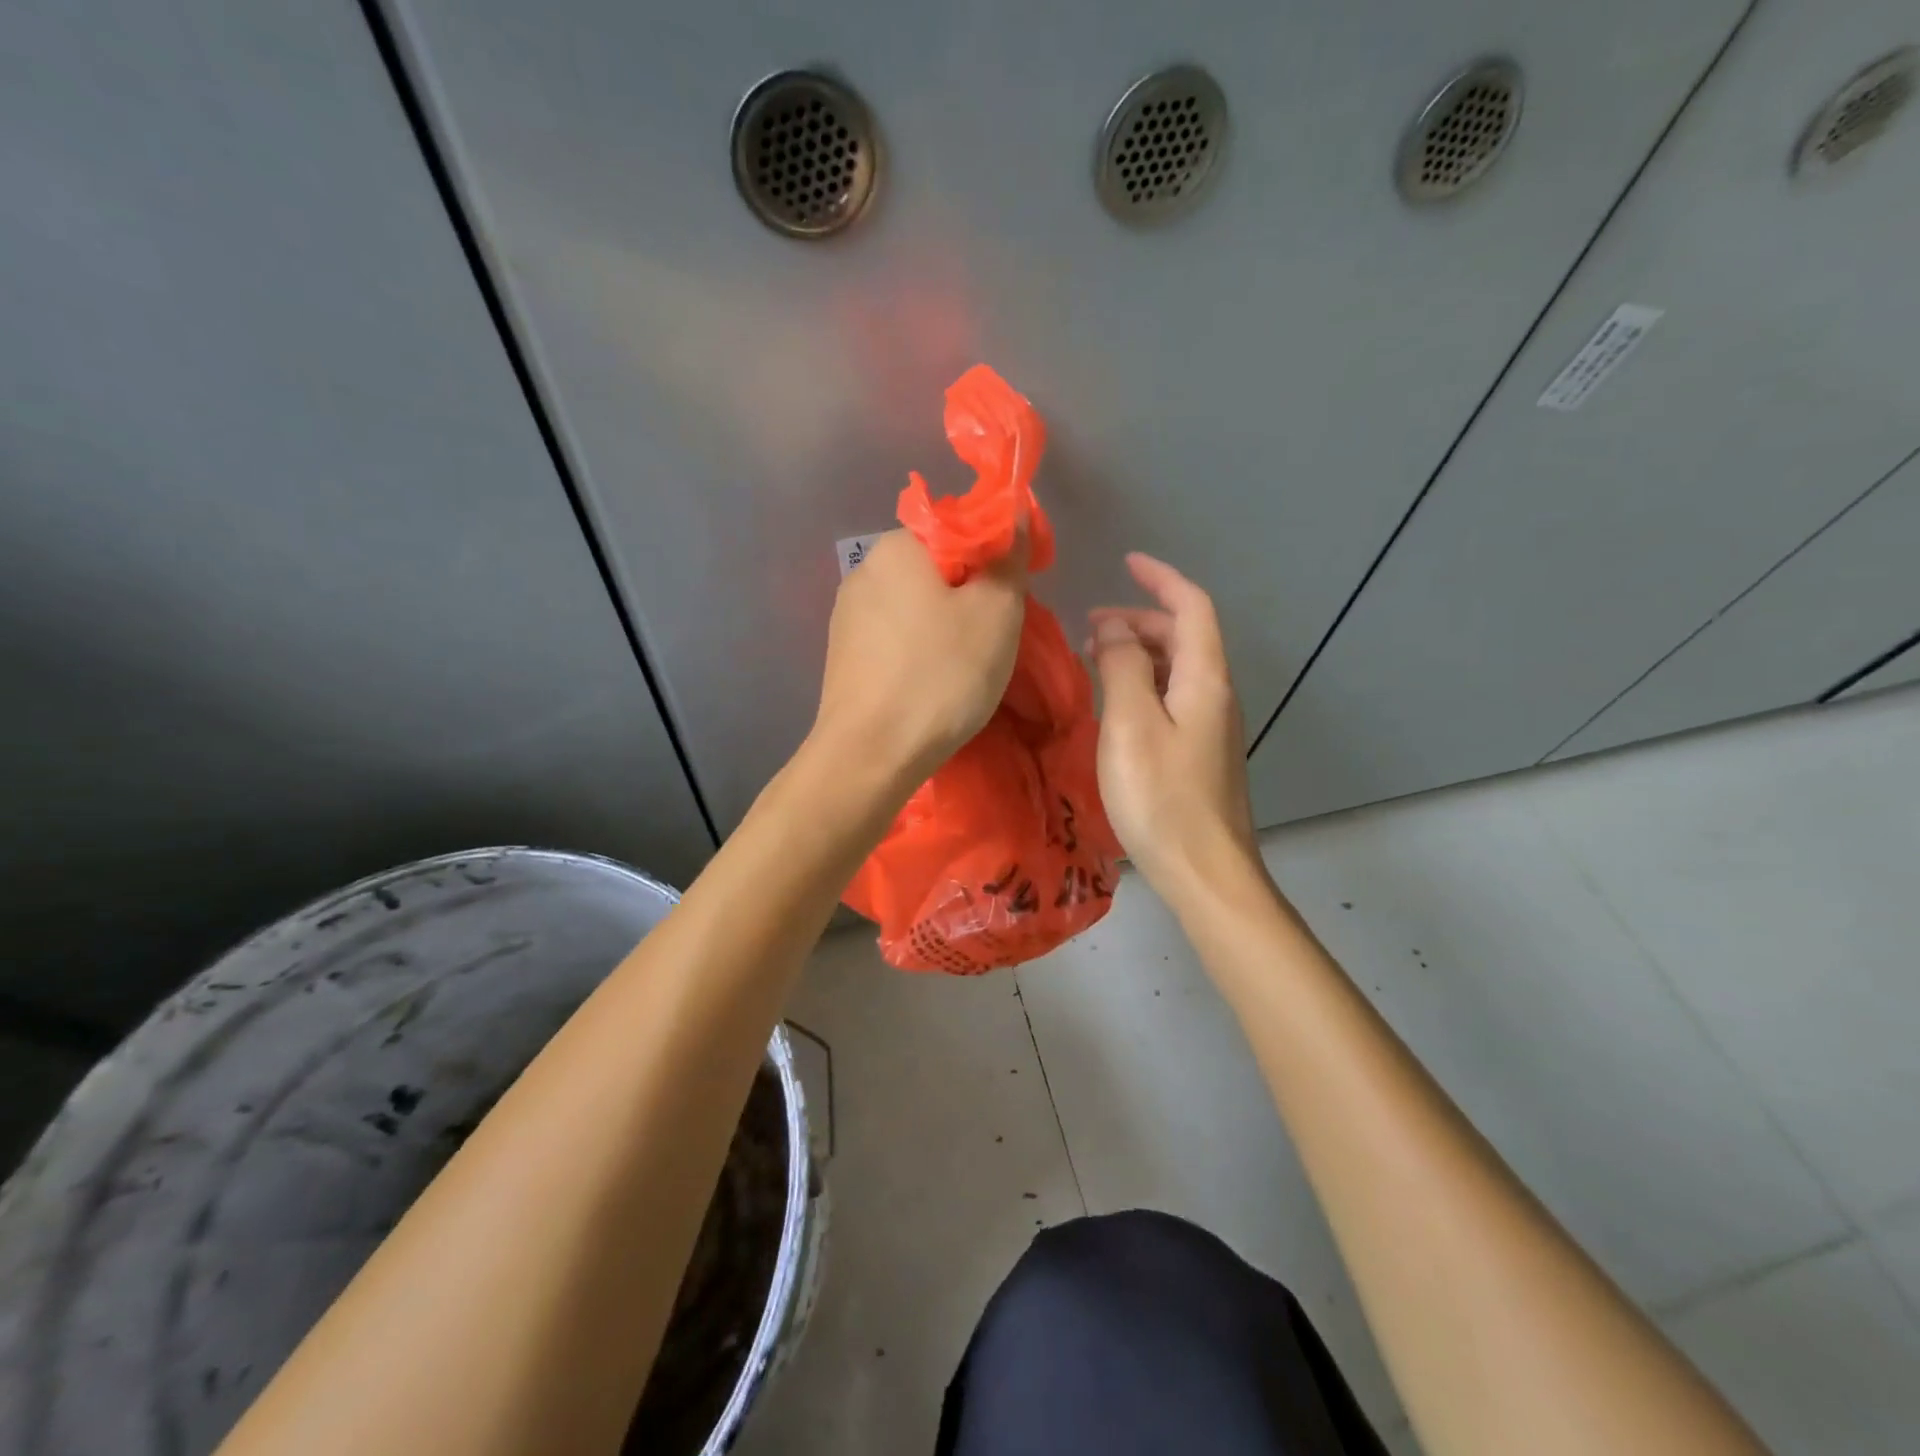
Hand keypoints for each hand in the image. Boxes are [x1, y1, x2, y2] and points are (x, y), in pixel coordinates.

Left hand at [811, 529, 1026, 792]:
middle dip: (969, 595)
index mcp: (896, 547)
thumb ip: (1007, 559)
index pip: (959, 529)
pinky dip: (918, 652)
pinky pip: (894, 639)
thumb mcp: (996, 612)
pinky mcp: (842, 656)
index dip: (995, 558)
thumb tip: (1011, 516)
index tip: (1014, 597)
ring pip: (914, 607)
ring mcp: (846, 617)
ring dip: (944, 627)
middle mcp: (864, 571)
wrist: (870, 755)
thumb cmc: (941, 675)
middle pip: (935, 569)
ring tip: (965, 667)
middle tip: (995, 637)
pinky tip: (930, 684)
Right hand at [1089, 554, 1258, 902]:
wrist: (1204, 872)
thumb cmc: (1162, 797)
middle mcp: (1215, 695)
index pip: (1192, 607)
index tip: (1127, 563)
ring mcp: (1210, 726)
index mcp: (1205, 679)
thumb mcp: (1131, 724)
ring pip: (1177, 668)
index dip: (1161, 578)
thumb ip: (1121, 667)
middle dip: (1140, 618)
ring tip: (1094, 658)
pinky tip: (1115, 703)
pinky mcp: (1199, 753)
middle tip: (1090, 626)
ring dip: (1139, 651)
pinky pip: (1172, 698)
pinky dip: (1143, 683)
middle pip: (1185, 636)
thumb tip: (1111, 629)